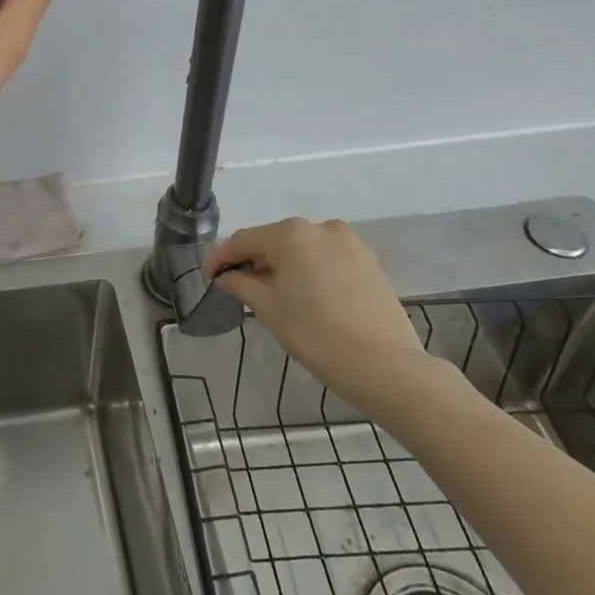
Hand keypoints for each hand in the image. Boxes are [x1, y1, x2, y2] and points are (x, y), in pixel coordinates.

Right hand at [208, 218, 432, 406]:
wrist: (385, 366)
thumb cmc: (316, 334)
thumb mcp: (269, 309)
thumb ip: (242, 284)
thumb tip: (228, 276)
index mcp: (290, 234)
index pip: (244, 240)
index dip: (222, 257)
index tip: (209, 276)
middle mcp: (320, 228)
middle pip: (275, 240)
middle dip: (254, 260)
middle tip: (237, 284)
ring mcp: (349, 242)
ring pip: (303, 248)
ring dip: (283, 264)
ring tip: (272, 291)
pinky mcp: (369, 261)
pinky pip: (327, 258)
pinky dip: (310, 270)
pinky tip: (305, 294)